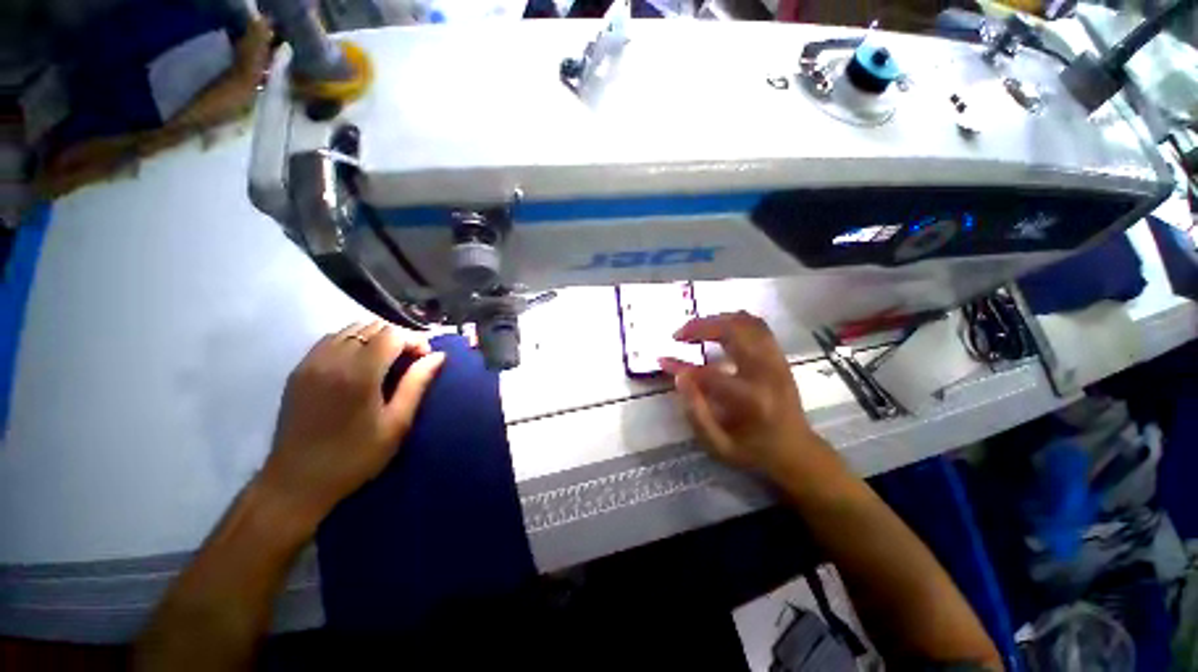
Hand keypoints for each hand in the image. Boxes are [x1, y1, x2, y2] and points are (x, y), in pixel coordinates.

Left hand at [260, 320, 445, 529]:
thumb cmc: (355, 457)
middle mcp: (332, 360)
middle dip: (398, 336)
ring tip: (388, 360)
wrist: (297, 481)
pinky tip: (361, 362)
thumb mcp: (397, 424)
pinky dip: (353, 341)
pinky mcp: (299, 369)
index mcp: (359, 374)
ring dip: (376, 337)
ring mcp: (311, 362)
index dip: (414, 340)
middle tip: (410, 360)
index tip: (425, 358)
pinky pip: (331, 339)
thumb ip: (417, 384)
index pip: (392, 334)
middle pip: (372, 326)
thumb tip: (438, 356)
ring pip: (350, 328)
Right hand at [661, 311, 821, 479]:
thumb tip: (679, 376)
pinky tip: (718, 328)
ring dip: (717, 319)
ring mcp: (776, 360)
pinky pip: (757, 325)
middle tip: (679, 334)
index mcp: (750, 399)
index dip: (680, 365)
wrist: (797, 451)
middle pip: (733, 331)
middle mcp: (766, 372)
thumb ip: (696, 412)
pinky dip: (734, 320)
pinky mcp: (779, 356)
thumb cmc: (754, 451)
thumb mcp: (718, 445)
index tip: (663, 360)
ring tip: (696, 329)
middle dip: (700, 326)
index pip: (707, 373)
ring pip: (747, 322)